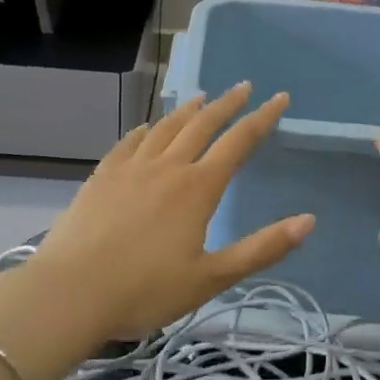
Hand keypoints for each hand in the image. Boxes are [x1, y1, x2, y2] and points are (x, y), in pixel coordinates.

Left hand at [20, 85, 314, 347]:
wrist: (71, 293)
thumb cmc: (145, 290)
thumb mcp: (211, 277)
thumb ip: (261, 249)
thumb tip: (308, 221)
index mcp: (198, 188)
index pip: (238, 142)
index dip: (262, 118)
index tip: (279, 98)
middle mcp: (167, 167)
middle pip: (202, 125)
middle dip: (227, 104)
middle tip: (243, 87)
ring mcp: (130, 169)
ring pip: (165, 129)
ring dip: (187, 111)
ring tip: (202, 98)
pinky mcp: (101, 177)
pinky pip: (129, 143)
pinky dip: (145, 131)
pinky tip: (148, 128)